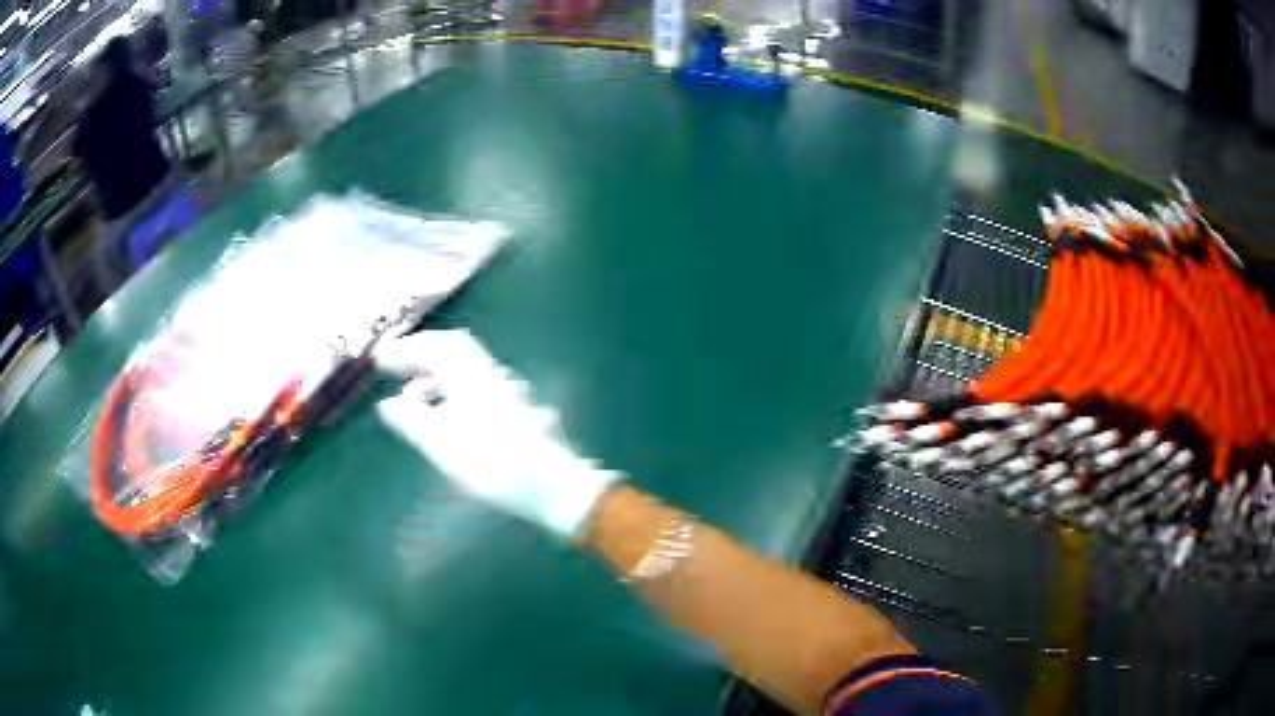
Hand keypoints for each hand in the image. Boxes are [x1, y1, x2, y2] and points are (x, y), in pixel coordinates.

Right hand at [376, 330, 619, 537]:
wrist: (557, 488)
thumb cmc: (497, 468)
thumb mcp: (446, 449)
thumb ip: (414, 422)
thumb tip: (389, 403)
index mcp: (474, 378)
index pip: (439, 345)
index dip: (408, 348)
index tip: (382, 360)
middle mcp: (493, 377)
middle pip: (455, 350)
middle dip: (422, 355)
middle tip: (396, 368)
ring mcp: (509, 393)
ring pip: (467, 369)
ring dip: (436, 375)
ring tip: (413, 398)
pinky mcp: (518, 411)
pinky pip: (477, 386)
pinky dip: (453, 391)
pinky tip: (447, 416)